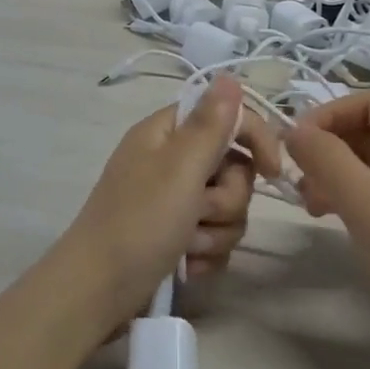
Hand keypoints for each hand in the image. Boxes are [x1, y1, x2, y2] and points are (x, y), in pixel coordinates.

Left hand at [53, 77, 283, 340]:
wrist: (97, 293)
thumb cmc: (139, 222)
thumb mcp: (179, 168)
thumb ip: (210, 124)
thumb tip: (229, 76)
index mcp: (165, 133)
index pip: (225, 116)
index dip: (254, 137)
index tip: (272, 170)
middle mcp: (170, 162)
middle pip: (232, 167)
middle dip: (226, 197)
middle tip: (200, 211)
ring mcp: (172, 202)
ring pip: (228, 207)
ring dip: (215, 230)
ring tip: (188, 245)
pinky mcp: (176, 236)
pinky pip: (215, 236)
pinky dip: (206, 253)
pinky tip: (187, 265)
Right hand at [285, 93, 369, 368]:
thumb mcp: (368, 205)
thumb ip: (326, 159)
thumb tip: (294, 130)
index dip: (328, 115)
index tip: (294, 144)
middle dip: (329, 148)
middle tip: (298, 179)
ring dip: (334, 173)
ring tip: (309, 203)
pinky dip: (349, 196)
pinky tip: (329, 217)